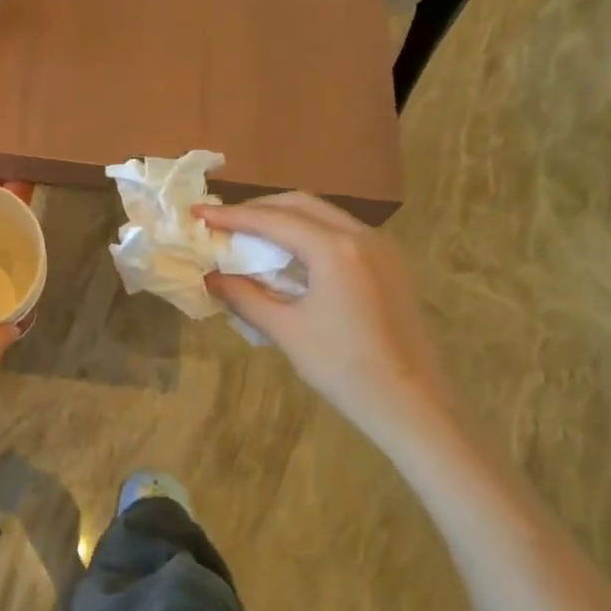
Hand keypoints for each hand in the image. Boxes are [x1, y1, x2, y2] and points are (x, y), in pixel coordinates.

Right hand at [198, 194, 454, 439]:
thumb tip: (209, 277)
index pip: (273, 220)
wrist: (413, 405)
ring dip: (284, 219)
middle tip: (222, 222)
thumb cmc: (344, 369)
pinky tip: (289, 255)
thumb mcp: (286, 331)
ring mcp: (382, 249)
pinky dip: (308, 234)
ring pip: (324, 216)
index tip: (197, 213)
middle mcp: (362, 237)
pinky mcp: (390, 265)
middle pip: (301, 205)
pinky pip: (341, 233)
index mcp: (336, 250)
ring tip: (249, 234)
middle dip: (258, 209)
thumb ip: (244, 296)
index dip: (231, 215)